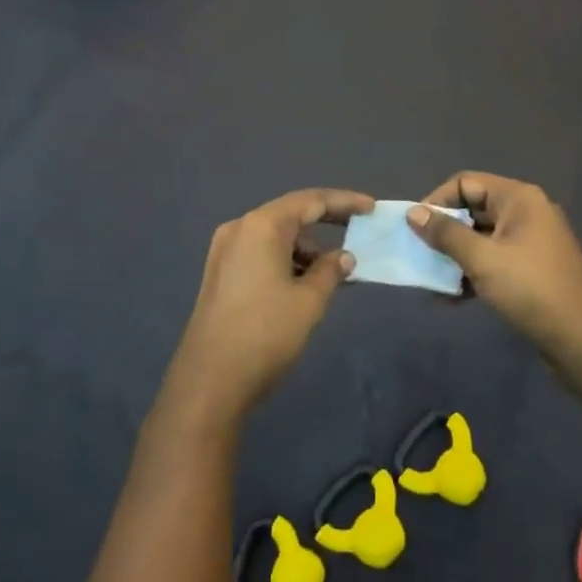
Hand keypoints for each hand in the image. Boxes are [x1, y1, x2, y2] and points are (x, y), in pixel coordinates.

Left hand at [167, 188, 374, 419]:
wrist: (210, 380)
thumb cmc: (265, 333)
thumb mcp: (309, 301)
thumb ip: (331, 271)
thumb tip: (343, 257)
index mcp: (261, 226)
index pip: (310, 201)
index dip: (344, 202)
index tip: (371, 208)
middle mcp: (239, 229)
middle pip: (290, 215)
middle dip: (326, 223)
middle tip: (359, 230)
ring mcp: (225, 251)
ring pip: (275, 237)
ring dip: (306, 249)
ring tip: (334, 273)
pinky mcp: (220, 273)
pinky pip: (261, 254)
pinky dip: (286, 261)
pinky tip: (305, 284)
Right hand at [407, 173, 581, 355]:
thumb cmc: (529, 288)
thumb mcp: (481, 259)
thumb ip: (445, 234)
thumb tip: (413, 213)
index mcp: (519, 199)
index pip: (466, 183)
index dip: (437, 201)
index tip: (415, 227)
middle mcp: (526, 213)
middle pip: (473, 210)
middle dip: (444, 231)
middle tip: (420, 253)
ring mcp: (531, 242)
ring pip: (481, 238)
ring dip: (455, 256)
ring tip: (431, 279)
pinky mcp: (532, 269)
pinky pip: (494, 260)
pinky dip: (472, 273)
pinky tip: (451, 297)